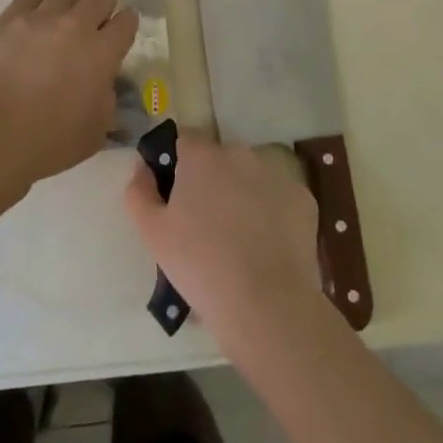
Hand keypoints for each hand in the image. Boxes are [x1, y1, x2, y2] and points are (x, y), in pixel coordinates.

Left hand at [0, 0, 138, 185]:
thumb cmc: (49, 141)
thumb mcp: (95, 131)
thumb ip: (104, 102)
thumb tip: (101, 87)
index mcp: (102, 55)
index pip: (123, 28)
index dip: (128, 20)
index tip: (130, 14)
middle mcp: (75, 28)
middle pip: (98, 0)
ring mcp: (39, 19)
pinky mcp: (7, 20)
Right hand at [124, 136, 324, 348]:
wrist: (265, 303)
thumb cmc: (199, 264)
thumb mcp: (152, 233)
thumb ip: (139, 191)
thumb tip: (142, 168)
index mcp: (202, 156)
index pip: (185, 138)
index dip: (177, 161)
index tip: (175, 191)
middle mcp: (240, 153)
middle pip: (219, 157)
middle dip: (211, 179)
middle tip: (205, 221)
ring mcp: (275, 173)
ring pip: (251, 176)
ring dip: (242, 193)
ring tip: (238, 237)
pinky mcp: (303, 198)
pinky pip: (279, 197)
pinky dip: (271, 212)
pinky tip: (266, 245)